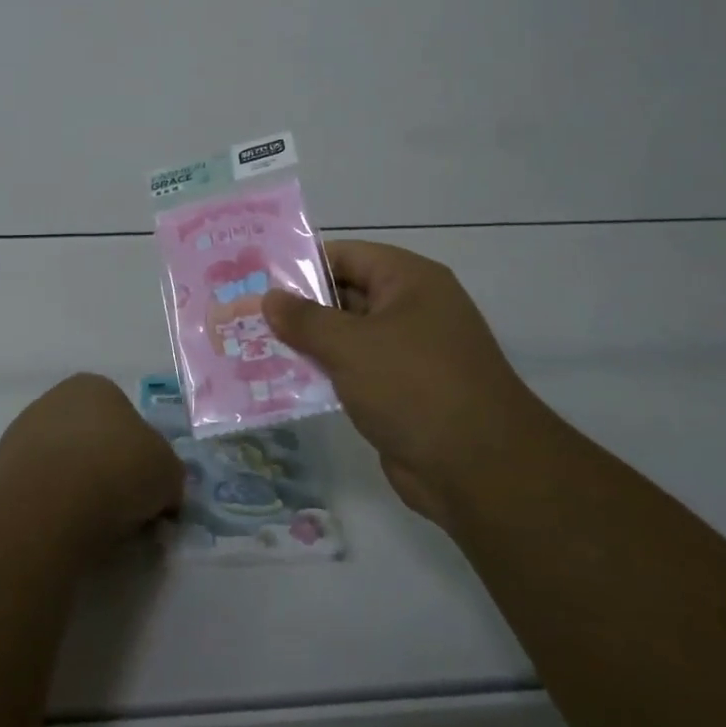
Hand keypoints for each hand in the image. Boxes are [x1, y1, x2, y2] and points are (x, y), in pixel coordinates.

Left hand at [0, 373, 184, 555]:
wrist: (51, 504)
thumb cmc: (119, 471)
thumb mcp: (169, 473)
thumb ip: (168, 475)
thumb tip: (162, 492)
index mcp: (96, 386)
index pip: (126, 418)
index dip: (140, 456)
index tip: (146, 490)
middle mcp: (55, 398)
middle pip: (92, 438)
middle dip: (106, 469)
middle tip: (123, 511)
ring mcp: (22, 432)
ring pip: (63, 463)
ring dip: (77, 488)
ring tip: (91, 527)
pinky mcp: (0, 469)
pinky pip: (39, 488)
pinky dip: (51, 506)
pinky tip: (61, 528)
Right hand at [264, 240, 530, 521]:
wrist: (480, 470)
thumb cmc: (414, 386)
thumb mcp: (350, 345)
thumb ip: (304, 319)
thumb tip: (270, 297)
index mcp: (409, 280)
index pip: (345, 255)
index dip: (301, 264)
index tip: (256, 277)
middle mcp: (412, 308)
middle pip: (345, 294)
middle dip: (298, 306)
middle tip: (245, 312)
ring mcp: (410, 352)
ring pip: (347, 336)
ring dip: (308, 343)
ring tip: (252, 345)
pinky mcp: (403, 391)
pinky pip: (356, 370)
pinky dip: (325, 372)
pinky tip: (283, 380)